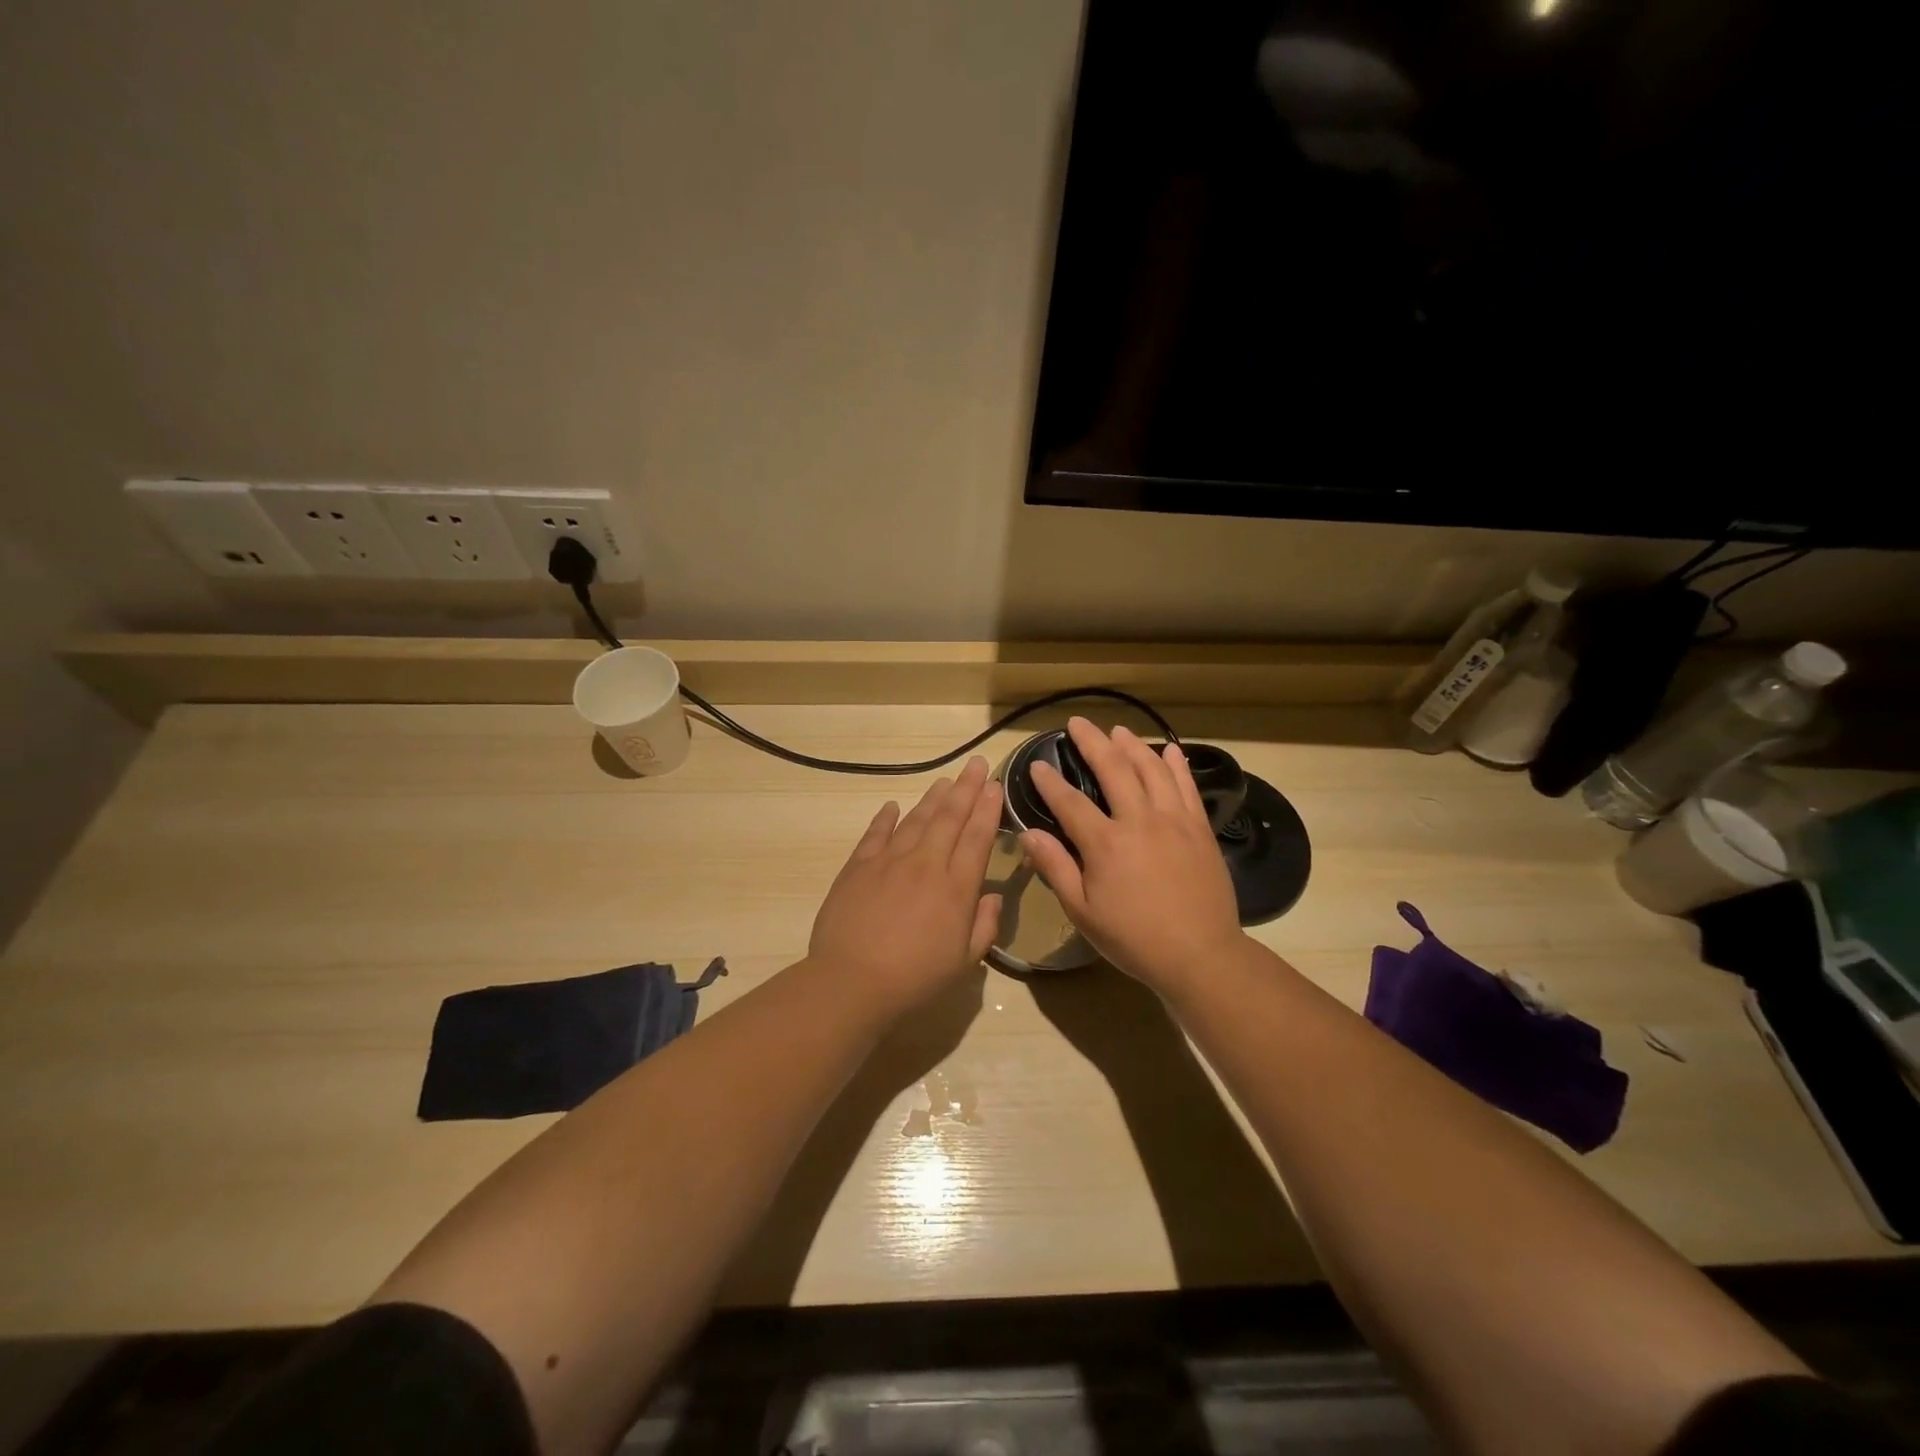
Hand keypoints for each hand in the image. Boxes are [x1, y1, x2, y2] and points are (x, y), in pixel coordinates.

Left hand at [808, 755, 1003, 1017]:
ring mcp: (889, 861)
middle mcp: (926, 864)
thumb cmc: (915, 978)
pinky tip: (893, 805)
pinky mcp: (858, 866)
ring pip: (916, 819)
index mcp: (956, 887)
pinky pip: (876, 833)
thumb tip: (992, 896)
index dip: (987, 809)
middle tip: (976, 763)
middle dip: (966, 788)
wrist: (852, 981)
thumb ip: (984, 926)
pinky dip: (886, 817)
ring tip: (945, 780)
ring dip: (933, 798)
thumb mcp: (963, 962)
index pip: (977, 838)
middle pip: (950, 818)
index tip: (994, 784)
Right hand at [1020, 718, 1243, 994]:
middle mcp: (1139, 820)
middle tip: (1078, 723)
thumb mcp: (1083, 911)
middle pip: (1113, 769)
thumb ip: (1055, 868)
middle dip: (1092, 742)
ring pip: (1152, 769)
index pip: (1069, 801)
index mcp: (1105, 843)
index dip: (1050, 781)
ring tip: (1117, 731)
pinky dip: (1177, 765)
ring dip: (1132, 745)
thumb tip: (1027, 834)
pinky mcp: (1200, 828)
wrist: (1200, 955)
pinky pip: (1187, 786)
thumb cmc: (1134, 938)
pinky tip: (1169, 750)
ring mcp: (1174, 820)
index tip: (1037, 764)